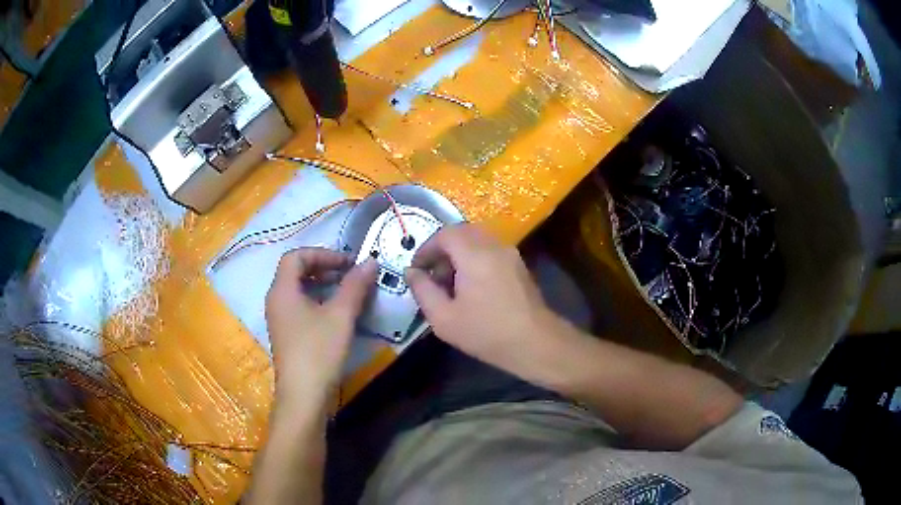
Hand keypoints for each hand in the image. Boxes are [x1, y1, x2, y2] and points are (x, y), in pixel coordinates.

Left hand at [265, 248, 376, 411]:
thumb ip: (355, 285)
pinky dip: (318, 302)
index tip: (348, 262)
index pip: (296, 256)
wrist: (303, 396)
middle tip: (349, 274)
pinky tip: (337, 314)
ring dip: (322, 285)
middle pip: (296, 272)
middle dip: (324, 267)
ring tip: (347, 291)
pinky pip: (300, 307)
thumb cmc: (318, 351)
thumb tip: (370, 262)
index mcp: (282, 290)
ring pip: (299, 290)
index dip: (323, 253)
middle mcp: (276, 301)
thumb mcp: (340, 315)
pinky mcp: (287, 335)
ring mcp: (280, 319)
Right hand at [405, 224, 559, 375]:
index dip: (426, 248)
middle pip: (462, 233)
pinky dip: (475, 260)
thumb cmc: (486, 332)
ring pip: (477, 241)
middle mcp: (494, 246)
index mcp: (475, 254)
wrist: (535, 343)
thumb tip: (411, 272)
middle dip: (442, 250)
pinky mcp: (519, 266)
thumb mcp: (443, 318)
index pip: (445, 234)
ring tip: (450, 285)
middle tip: (432, 276)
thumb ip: (422, 290)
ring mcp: (510, 254)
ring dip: (459, 255)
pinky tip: (472, 288)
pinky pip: (490, 251)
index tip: (417, 269)